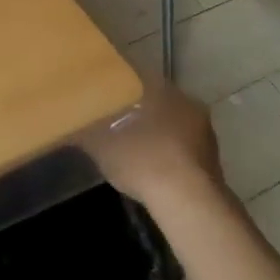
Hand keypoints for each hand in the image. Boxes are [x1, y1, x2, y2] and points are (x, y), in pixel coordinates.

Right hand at [79, 82, 224, 210]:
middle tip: (112, 120)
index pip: (134, 76)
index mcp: (161, 89)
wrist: (188, 203)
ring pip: (171, 123)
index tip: (100, 94)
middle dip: (135, 109)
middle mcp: (187, 102)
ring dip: (153, 131)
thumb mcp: (100, 145)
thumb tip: (67, 125)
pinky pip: (181, 147)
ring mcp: (205, 131)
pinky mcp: (212, 159)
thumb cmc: (141, 159)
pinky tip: (150, 166)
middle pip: (155, 100)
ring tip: (128, 145)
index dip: (115, 85)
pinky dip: (166, 152)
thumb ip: (83, 130)